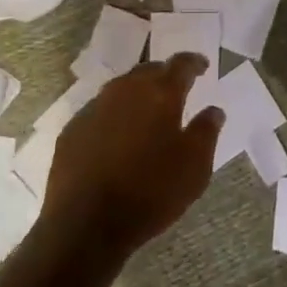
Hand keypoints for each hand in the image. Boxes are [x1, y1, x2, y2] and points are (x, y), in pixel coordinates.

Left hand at [43, 53, 219, 255]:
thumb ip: (206, 132)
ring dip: (137, 94)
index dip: (194, 63)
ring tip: (146, 110)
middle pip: (148, 71)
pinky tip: (116, 136)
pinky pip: (99, 111)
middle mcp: (125, 90)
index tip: (203, 66)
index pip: (181, 65)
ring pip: (121, 89)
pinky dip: (113, 116)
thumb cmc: (150, 192)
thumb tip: (214, 110)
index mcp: (159, 93)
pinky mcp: (72, 129)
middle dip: (164, 76)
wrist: (86, 223)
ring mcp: (94, 107)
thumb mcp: (194, 167)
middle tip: (175, 88)